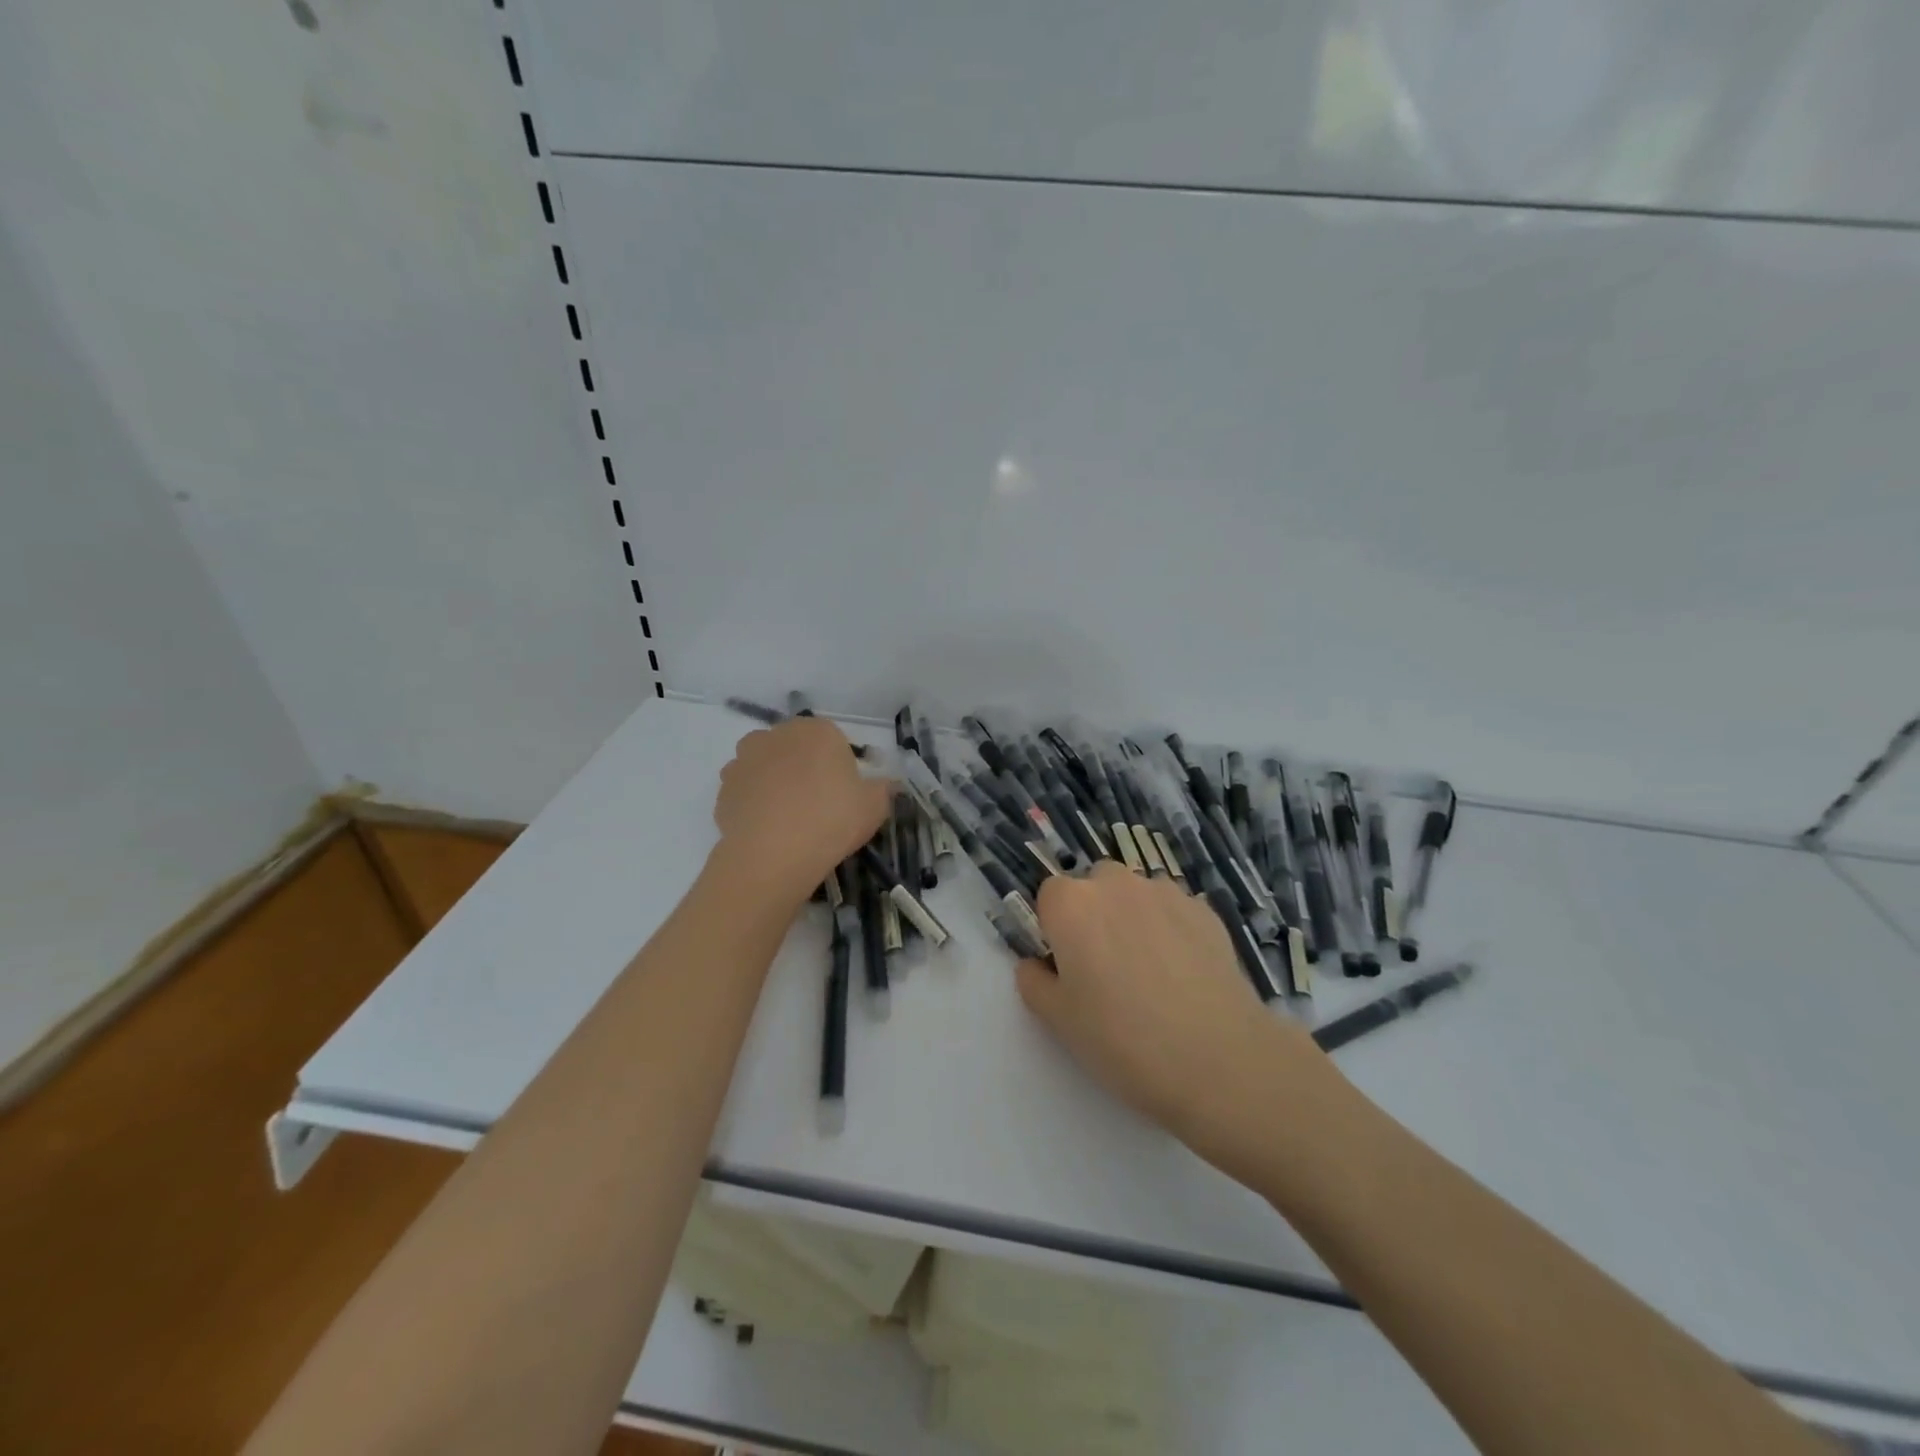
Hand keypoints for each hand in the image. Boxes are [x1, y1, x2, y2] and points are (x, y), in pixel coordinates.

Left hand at [712, 718, 893, 902]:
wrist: (773, 855)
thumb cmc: (832, 819)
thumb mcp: (875, 806)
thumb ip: (883, 789)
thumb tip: (887, 785)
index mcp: (816, 730)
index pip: (832, 740)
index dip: (839, 766)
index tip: (845, 794)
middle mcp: (776, 735)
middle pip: (795, 749)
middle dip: (803, 769)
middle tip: (818, 805)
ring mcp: (744, 761)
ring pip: (766, 767)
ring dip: (775, 784)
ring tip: (790, 820)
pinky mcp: (723, 789)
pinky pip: (746, 792)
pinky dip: (755, 805)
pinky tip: (768, 831)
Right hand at [1014, 863, 1323, 1154]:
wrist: (1219, 1061)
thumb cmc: (1122, 1040)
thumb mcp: (1059, 1021)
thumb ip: (1033, 982)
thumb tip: (1036, 964)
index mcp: (1071, 904)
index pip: (1049, 896)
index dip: (1055, 929)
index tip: (1067, 965)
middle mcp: (1115, 884)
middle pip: (1094, 886)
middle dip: (1094, 915)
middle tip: (1105, 969)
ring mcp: (1165, 892)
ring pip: (1135, 894)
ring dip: (1133, 918)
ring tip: (1150, 973)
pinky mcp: (1205, 910)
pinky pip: (1173, 910)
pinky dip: (1170, 929)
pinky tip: (1183, 974)